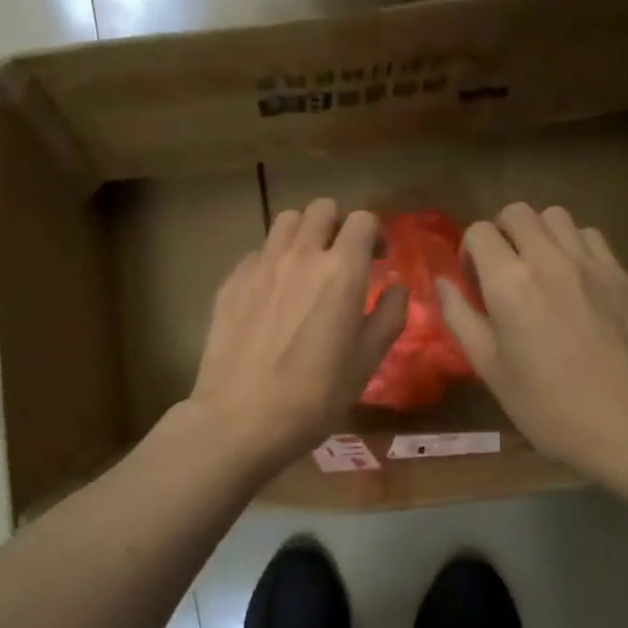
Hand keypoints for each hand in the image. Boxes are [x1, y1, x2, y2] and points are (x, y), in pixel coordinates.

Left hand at [188, 198, 407, 469]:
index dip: (374, 234)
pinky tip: (271, 294)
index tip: (376, 259)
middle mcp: (300, 256)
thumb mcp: (365, 363)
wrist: (240, 418)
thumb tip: (397, 288)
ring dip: (302, 234)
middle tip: (341, 258)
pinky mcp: (230, 282)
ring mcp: (260, 265)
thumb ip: (388, 317)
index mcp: (341, 271)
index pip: (362, 220)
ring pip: (285, 222)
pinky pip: (256, 253)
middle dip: (338, 225)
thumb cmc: (314, 397)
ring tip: (305, 267)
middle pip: (321, 209)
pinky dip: (271, 261)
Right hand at [437, 204, 627, 481]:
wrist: (625, 424)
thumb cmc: (545, 405)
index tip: (474, 282)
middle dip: (501, 233)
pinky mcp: (621, 275)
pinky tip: (572, 281)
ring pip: (556, 217)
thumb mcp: (488, 367)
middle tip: (502, 270)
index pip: (480, 232)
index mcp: (509, 283)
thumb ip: (459, 317)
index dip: (469, 252)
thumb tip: (441, 283)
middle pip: (518, 212)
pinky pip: (590, 236)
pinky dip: (573, 246)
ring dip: (538, 234)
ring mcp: (591, 263)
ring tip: (538, 270)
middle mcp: (549, 260)